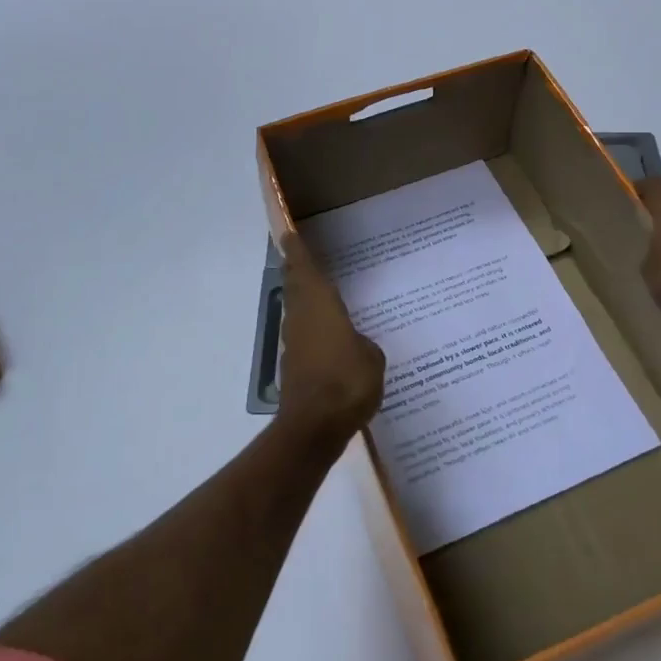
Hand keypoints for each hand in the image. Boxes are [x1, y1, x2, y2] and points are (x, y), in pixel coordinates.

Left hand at [276, 233, 384, 445]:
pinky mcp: (294, 367)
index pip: (304, 269)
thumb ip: (363, 344)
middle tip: (300, 256)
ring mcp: (294, 343)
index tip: (288, 234)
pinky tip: (326, 335)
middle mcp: (302, 318)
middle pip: (295, 286)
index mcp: (320, 305)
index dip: (297, 251)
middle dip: (296, 271)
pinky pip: (302, 335)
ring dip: (301, 298)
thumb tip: (355, 346)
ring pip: (296, 310)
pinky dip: (310, 327)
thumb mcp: (372, 358)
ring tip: (317, 291)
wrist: (315, 426)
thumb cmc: (347, 381)